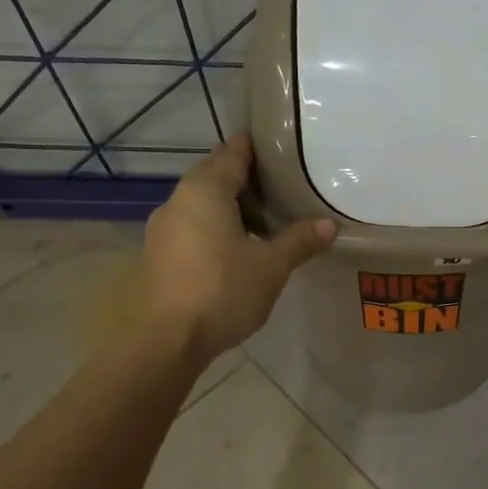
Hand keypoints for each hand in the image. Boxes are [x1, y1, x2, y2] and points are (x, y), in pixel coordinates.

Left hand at [142, 135, 335, 358]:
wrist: (164, 341)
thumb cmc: (222, 291)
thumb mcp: (271, 267)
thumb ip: (299, 241)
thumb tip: (329, 225)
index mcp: (205, 189)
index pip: (234, 152)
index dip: (258, 147)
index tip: (283, 148)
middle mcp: (178, 199)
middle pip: (215, 175)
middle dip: (246, 178)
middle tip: (282, 186)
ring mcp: (163, 228)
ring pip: (201, 203)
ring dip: (230, 206)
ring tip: (265, 219)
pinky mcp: (158, 254)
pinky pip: (192, 226)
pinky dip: (214, 227)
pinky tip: (236, 248)